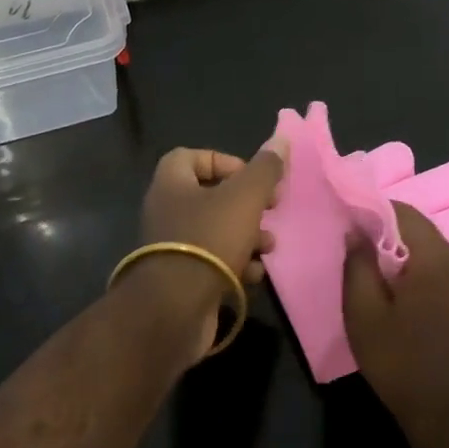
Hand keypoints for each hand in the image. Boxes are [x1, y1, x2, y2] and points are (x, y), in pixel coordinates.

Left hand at [131, 145, 287, 359]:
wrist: (174, 310)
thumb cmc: (208, 240)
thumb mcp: (244, 198)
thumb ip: (264, 169)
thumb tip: (282, 138)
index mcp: (171, 183)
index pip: (193, 156)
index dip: (225, 161)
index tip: (253, 177)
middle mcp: (166, 210)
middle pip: (211, 196)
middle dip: (246, 203)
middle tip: (271, 208)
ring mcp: (171, 247)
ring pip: (215, 231)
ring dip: (246, 235)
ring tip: (269, 246)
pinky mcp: (180, 279)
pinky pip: (212, 262)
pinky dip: (235, 264)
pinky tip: (254, 274)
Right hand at [343, 202, 448, 447]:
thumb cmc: (404, 368)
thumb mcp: (364, 316)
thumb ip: (357, 266)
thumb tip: (356, 232)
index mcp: (437, 259)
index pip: (403, 212)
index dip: (372, 211)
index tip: (348, 223)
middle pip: (420, 230)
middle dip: (386, 234)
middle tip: (356, 252)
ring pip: (431, 252)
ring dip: (403, 256)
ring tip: (374, 276)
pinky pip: (442, 273)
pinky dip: (419, 274)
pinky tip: (401, 298)